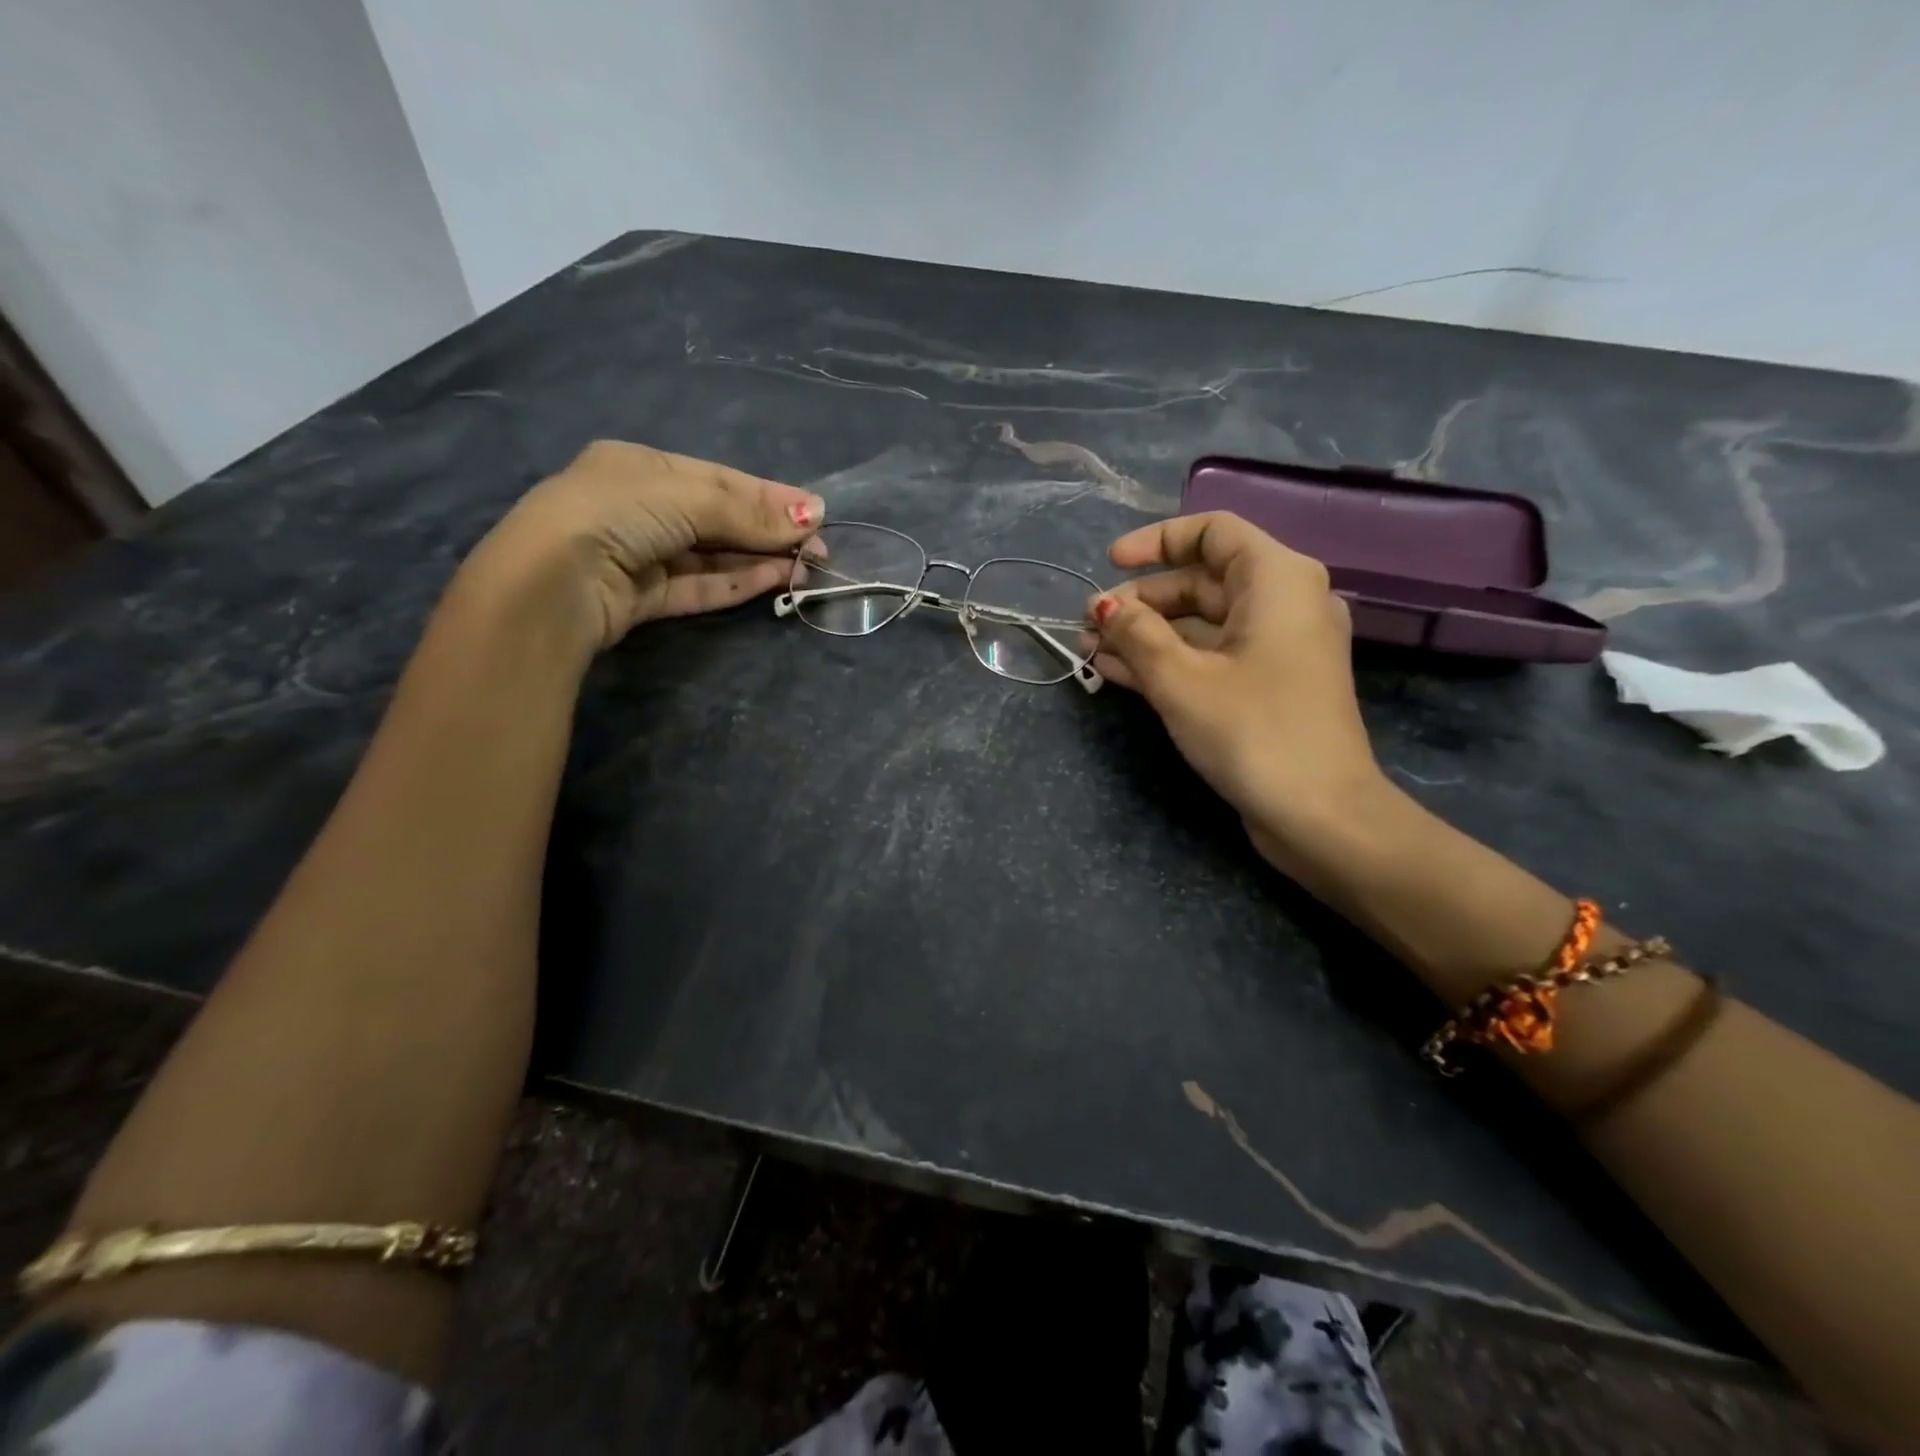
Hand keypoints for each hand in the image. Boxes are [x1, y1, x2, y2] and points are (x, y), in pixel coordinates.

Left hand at [463, 441, 823, 651]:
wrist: (552, 583)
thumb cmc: (616, 513)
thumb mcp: (686, 497)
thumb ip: (747, 511)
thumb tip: (811, 517)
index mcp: (641, 467)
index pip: (719, 479)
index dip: (769, 495)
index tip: (815, 511)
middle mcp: (641, 507)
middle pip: (719, 518)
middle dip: (769, 530)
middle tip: (819, 546)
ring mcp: (641, 555)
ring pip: (713, 556)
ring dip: (759, 559)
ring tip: (806, 566)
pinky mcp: (643, 598)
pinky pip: (699, 585)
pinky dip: (736, 582)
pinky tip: (774, 580)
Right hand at [1088, 512, 1385, 858]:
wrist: (1320, 815)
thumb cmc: (1252, 730)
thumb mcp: (1181, 678)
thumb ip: (1137, 634)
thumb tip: (1104, 607)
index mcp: (1276, 579)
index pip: (1213, 531)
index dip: (1156, 541)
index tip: (1111, 564)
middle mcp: (1283, 603)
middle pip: (1202, 581)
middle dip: (1140, 600)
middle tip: (1089, 623)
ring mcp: (1277, 647)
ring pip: (1201, 624)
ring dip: (1146, 635)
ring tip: (1090, 649)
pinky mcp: (1267, 685)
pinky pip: (1211, 656)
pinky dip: (1168, 661)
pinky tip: (1117, 672)